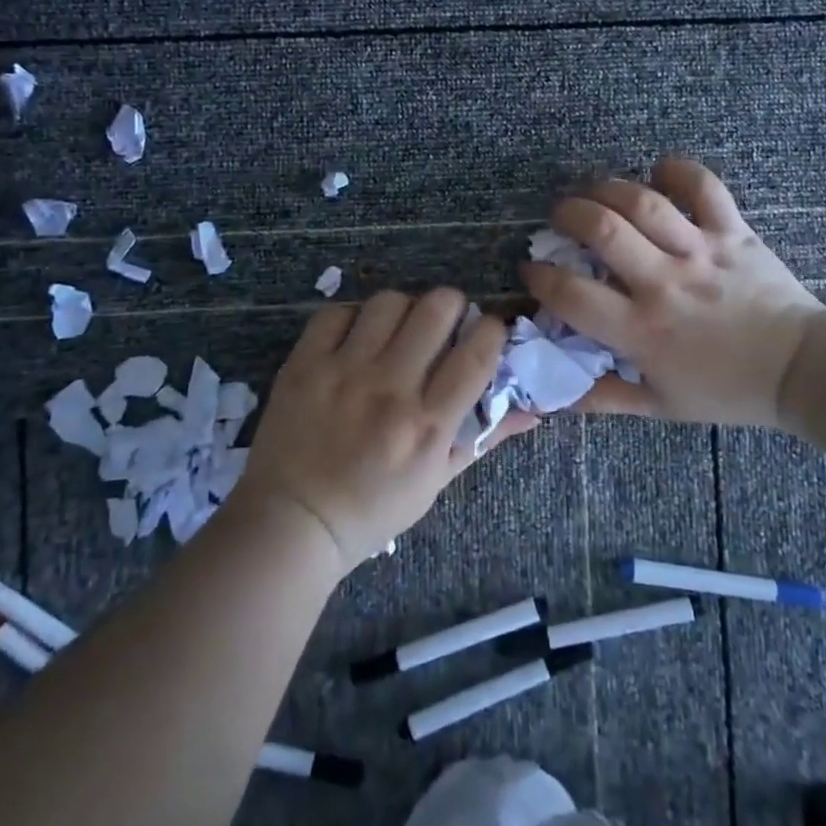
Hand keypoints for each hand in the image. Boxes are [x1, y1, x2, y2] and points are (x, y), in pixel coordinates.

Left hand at [234, 289, 537, 574]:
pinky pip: (338, 312)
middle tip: (445, 322)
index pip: (477, 354)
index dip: (493, 330)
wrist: (291, 523)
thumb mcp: (436, 482)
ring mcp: (343, 372)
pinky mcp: (304, 364)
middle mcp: (389, 390)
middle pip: (436, 309)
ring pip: (389, 302)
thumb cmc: (372, 510)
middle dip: (452, 305)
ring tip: (399, 329)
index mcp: (427, 425)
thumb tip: (533, 410)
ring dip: (404, 309)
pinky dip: (354, 318)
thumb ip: (485, 438)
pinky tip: (357, 338)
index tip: (489, 330)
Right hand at [522, 157, 825, 428]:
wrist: (800, 371)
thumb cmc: (726, 390)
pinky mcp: (733, 233)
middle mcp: (664, 283)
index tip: (532, 271)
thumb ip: (603, 399)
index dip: (540, 278)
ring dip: (608, 188)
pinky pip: (704, 188)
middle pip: (602, 230)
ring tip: (593, 189)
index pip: (571, 295)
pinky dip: (679, 171)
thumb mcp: (659, 406)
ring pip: (644, 203)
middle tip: (558, 217)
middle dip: (568, 214)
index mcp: (641, 330)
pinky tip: (659, 170)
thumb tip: (554, 395)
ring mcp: (700, 252)